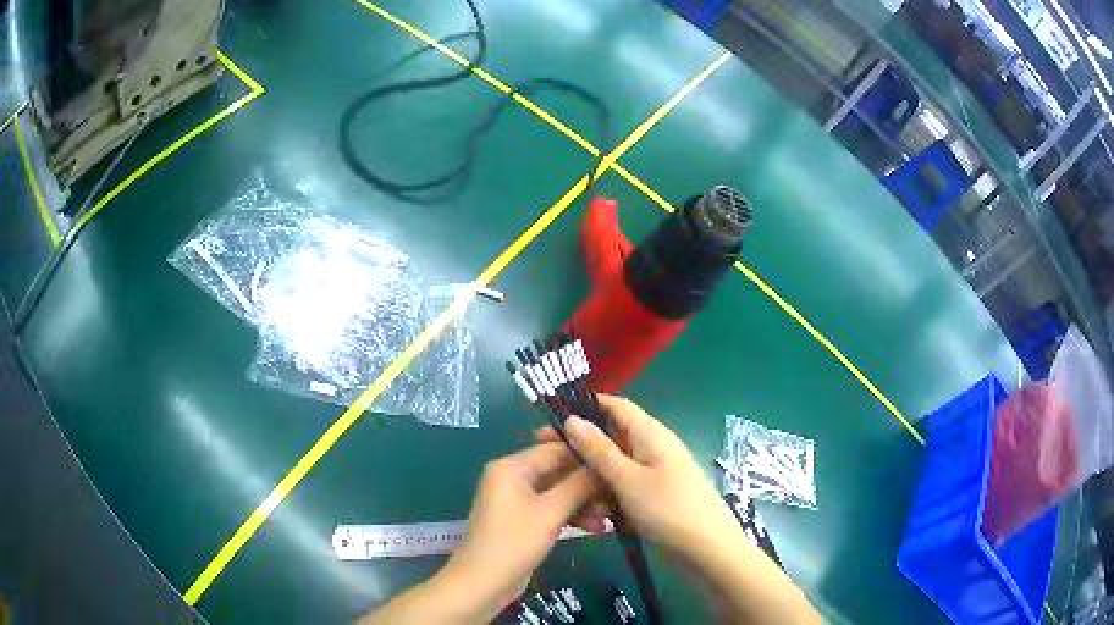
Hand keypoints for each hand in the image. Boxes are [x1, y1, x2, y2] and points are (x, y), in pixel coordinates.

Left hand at [440, 442, 600, 618]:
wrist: (483, 583)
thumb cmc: (514, 542)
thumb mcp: (550, 512)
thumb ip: (579, 485)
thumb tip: (604, 463)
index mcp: (511, 467)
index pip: (556, 449)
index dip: (587, 456)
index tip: (617, 464)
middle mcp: (512, 477)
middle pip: (558, 471)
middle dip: (588, 485)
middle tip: (618, 496)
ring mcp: (516, 500)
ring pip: (557, 492)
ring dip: (583, 503)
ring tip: (610, 516)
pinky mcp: (522, 520)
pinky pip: (551, 509)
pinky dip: (570, 516)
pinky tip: (595, 528)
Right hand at [557, 396, 820, 624]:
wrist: (707, 550)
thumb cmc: (668, 509)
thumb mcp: (627, 479)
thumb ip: (598, 450)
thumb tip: (571, 419)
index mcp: (650, 433)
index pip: (615, 406)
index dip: (584, 408)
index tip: (551, 422)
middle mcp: (653, 447)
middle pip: (612, 437)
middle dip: (582, 449)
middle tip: (549, 463)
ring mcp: (655, 473)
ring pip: (615, 466)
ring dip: (594, 479)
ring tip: (572, 499)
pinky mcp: (655, 495)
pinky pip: (625, 487)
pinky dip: (609, 496)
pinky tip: (596, 515)